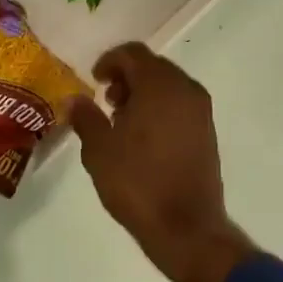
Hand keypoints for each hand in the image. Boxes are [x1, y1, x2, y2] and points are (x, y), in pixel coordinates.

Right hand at [70, 43, 255, 281]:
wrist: (187, 228)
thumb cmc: (138, 183)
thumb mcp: (99, 150)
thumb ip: (86, 118)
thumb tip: (75, 99)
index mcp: (159, 84)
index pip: (133, 53)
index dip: (109, 61)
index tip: (94, 81)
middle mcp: (185, 89)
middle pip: (152, 66)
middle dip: (126, 77)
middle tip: (106, 101)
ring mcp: (201, 110)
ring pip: (167, 85)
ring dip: (143, 93)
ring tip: (121, 121)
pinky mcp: (207, 131)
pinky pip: (179, 104)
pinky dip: (159, 108)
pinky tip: (143, 136)